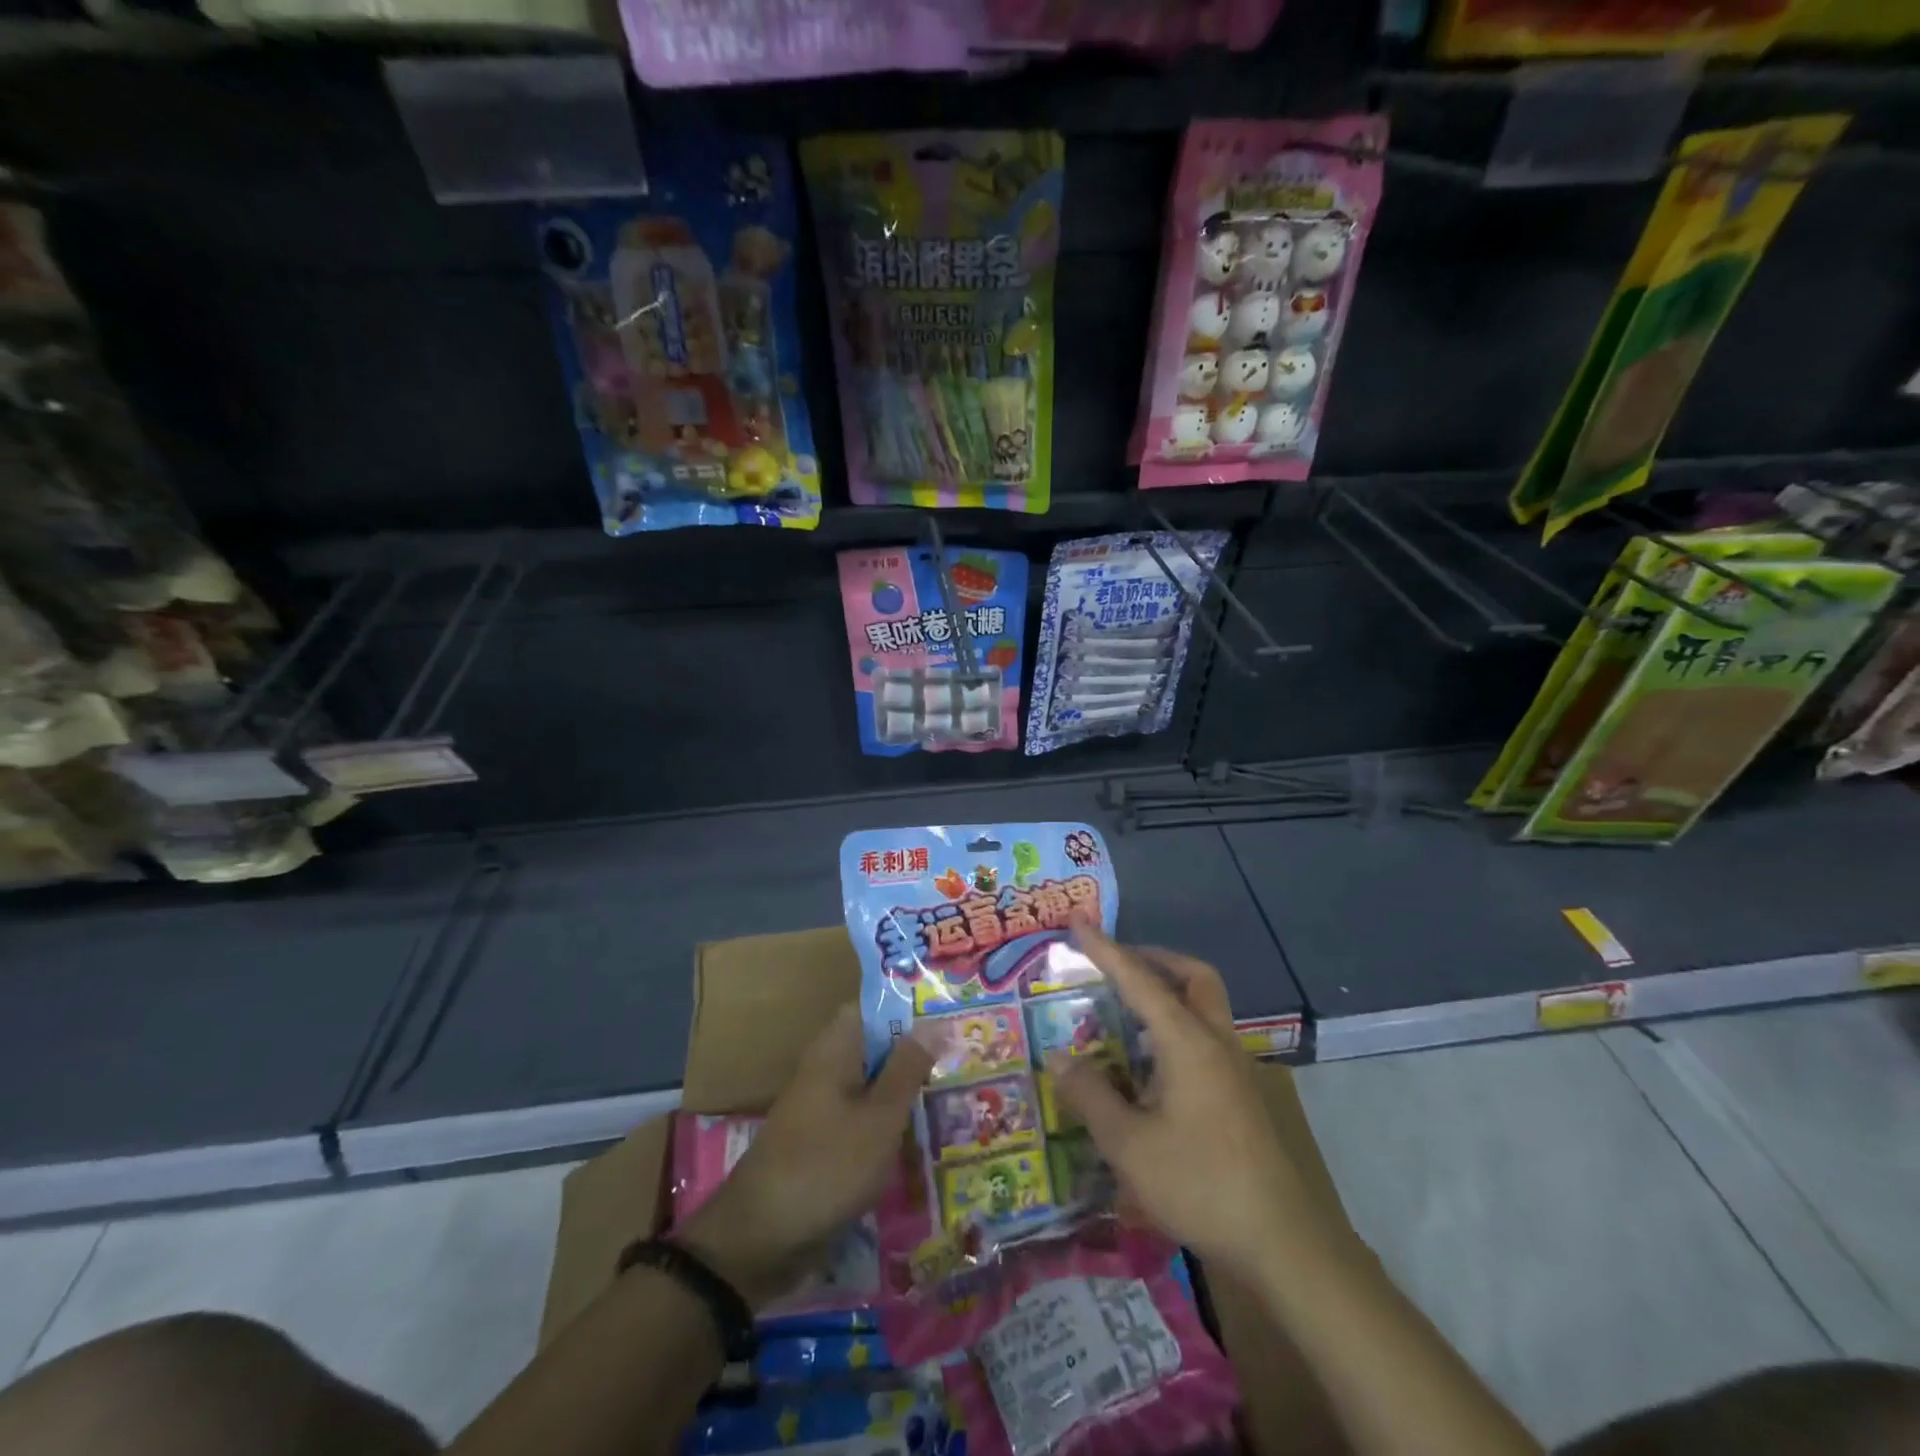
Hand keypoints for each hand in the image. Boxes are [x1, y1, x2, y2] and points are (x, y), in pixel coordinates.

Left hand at [678, 1003, 932, 1308]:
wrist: (761, 1239)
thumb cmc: (827, 1165)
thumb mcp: (880, 1117)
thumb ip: (907, 1068)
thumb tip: (935, 1022)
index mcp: (835, 1048)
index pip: (872, 1008)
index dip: (908, 1008)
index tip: (948, 1015)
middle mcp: (826, 1068)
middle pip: (875, 1046)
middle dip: (914, 1052)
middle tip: (963, 1058)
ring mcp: (822, 1106)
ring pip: (871, 1085)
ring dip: (904, 1090)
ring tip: (953, 1095)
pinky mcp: (822, 1142)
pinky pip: (862, 1118)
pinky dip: (888, 1123)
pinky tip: (921, 1138)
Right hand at [1050, 918, 1353, 1280]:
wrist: (1282, 1242)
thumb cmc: (1200, 1183)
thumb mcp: (1129, 1145)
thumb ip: (1090, 1096)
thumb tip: (1058, 1058)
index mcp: (1187, 1042)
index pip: (1139, 980)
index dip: (1105, 950)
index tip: (1078, 923)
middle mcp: (1215, 1042)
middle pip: (1193, 977)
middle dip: (1154, 959)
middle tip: (1117, 965)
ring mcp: (1234, 1068)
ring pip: (1205, 1005)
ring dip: (1169, 991)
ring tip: (1127, 1009)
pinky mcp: (1240, 1094)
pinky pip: (1206, 1036)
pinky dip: (1177, 1025)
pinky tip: (1151, 1062)